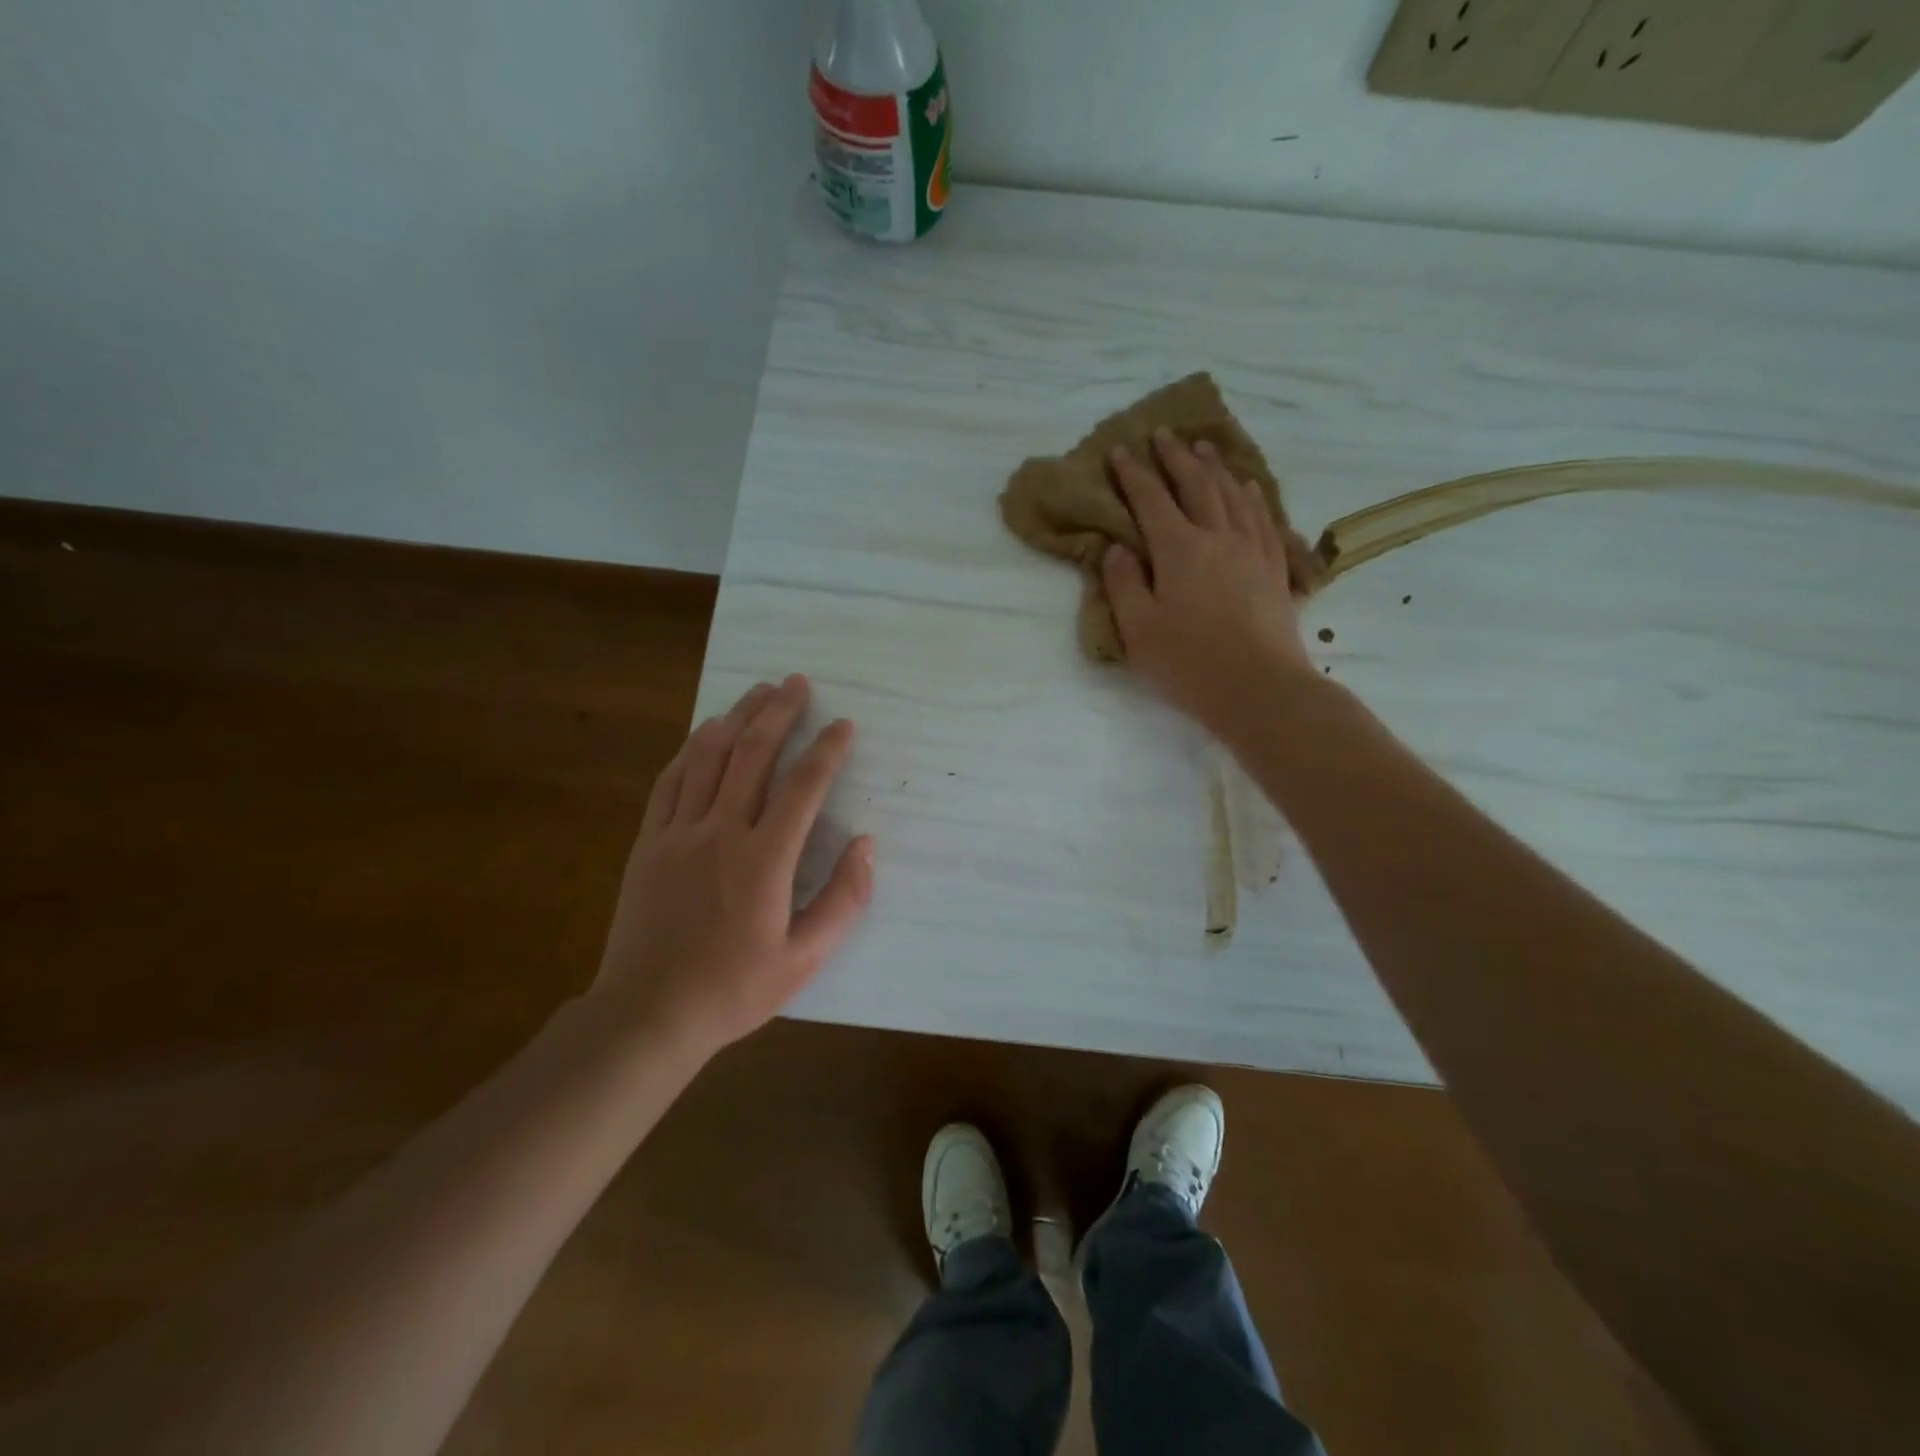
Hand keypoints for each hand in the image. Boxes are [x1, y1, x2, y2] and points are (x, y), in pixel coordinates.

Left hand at [592, 675, 873, 1058]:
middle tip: (798, 682)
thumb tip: (866, 845)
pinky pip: (671, 780)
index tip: (844, 725)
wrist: (648, 1014)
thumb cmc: (734, 989)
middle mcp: (721, 833)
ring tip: (758, 691)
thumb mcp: (805, 959)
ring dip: (736, 717)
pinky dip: (692, 748)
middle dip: (779, 712)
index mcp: (764, 860)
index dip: (827, 750)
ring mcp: (678, 833)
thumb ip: (844, 900)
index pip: (803, 787)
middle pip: (753, 754)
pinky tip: (705, 731)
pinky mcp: (649, 842)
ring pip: (709, 757)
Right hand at [1102, 429, 1314, 729]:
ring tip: (1203, 446)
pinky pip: (1262, 516)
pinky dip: (1249, 494)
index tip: (1121, 451)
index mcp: (1179, 550)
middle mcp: (1218, 537)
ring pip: (1232, 493)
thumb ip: (1123, 584)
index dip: (1134, 473)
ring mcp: (1251, 549)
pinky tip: (1246, 487)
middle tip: (1163, 434)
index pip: (1151, 500)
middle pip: (1196, 484)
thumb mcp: (1138, 630)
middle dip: (1176, 457)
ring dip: (1214, 467)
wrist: (1259, 687)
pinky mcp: (1274, 567)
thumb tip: (1116, 548)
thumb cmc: (1189, 663)